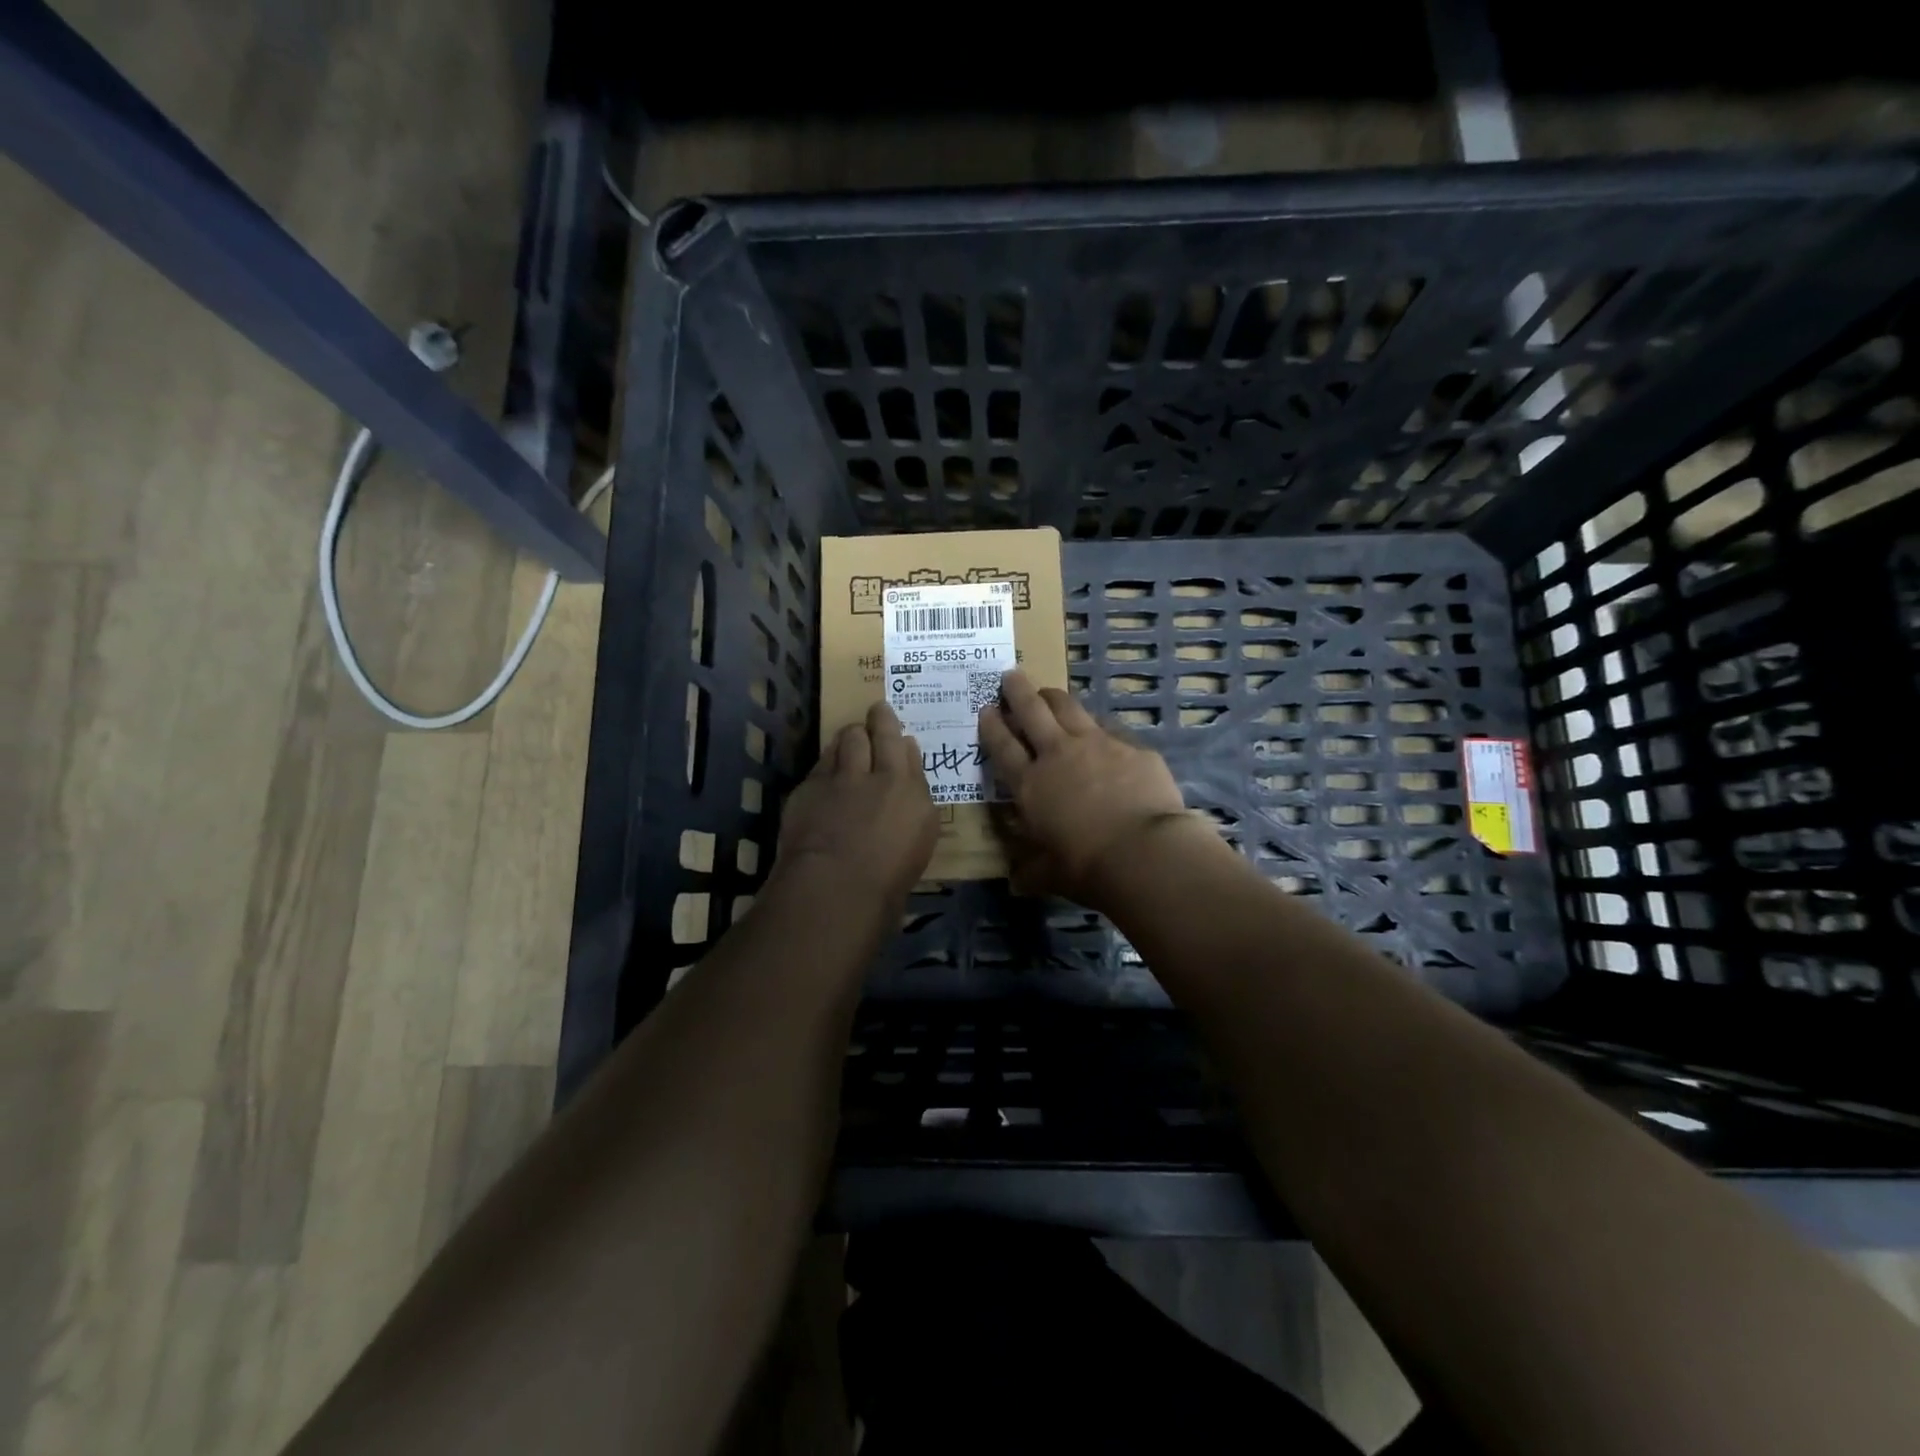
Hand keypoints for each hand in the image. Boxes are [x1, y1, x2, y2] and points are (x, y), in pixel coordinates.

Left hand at [776, 701, 938, 906]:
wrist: (837, 884)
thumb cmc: (888, 879)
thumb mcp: (919, 842)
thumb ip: (915, 804)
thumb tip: (908, 786)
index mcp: (912, 792)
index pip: (908, 753)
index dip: (901, 739)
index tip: (900, 735)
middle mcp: (880, 775)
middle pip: (879, 734)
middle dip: (879, 720)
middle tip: (877, 711)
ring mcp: (842, 777)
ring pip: (848, 739)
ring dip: (851, 735)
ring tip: (851, 735)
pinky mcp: (810, 786)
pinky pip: (822, 763)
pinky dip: (828, 761)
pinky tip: (827, 769)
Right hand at [978, 669, 1192, 909]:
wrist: (1144, 852)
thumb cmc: (1086, 867)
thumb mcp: (1049, 874)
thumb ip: (1031, 870)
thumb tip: (1017, 880)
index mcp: (1030, 785)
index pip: (1002, 746)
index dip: (991, 725)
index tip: (985, 708)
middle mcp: (1058, 754)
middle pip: (1032, 710)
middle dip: (1017, 690)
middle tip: (1011, 675)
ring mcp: (1096, 744)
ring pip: (1069, 707)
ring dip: (1054, 697)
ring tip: (1048, 692)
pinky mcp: (1131, 747)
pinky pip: (1109, 729)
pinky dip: (1098, 728)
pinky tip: (1102, 734)